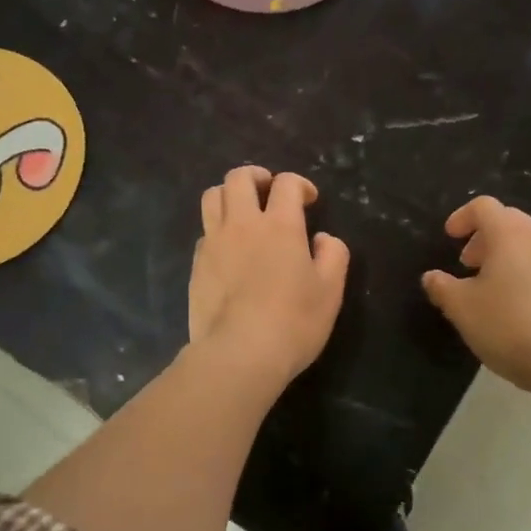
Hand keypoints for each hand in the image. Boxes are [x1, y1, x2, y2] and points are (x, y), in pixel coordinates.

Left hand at [190, 167, 348, 386]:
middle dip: (257, 176)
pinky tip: (229, 250)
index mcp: (279, 225)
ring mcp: (214, 243)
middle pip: (239, 178)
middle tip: (269, 190)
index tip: (308, 201)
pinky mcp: (196, 265)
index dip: (299, 184)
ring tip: (243, 211)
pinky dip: (217, 229)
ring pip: (212, 196)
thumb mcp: (330, 290)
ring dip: (230, 195)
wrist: (239, 354)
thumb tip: (322, 238)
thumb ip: (333, 255)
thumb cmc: (293, 321)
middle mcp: (242, 224)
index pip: (286, 183)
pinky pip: (204, 232)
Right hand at [422, 196, 530, 394]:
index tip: (449, 237)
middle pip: (509, 221)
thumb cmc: (508, 325)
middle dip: (483, 236)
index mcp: (509, 234)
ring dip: (505, 255)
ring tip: (488, 286)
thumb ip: (442, 287)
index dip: (462, 217)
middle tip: (467, 263)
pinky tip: (514, 306)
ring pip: (528, 243)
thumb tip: (432, 277)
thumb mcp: (462, 308)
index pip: (484, 206)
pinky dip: (524, 272)